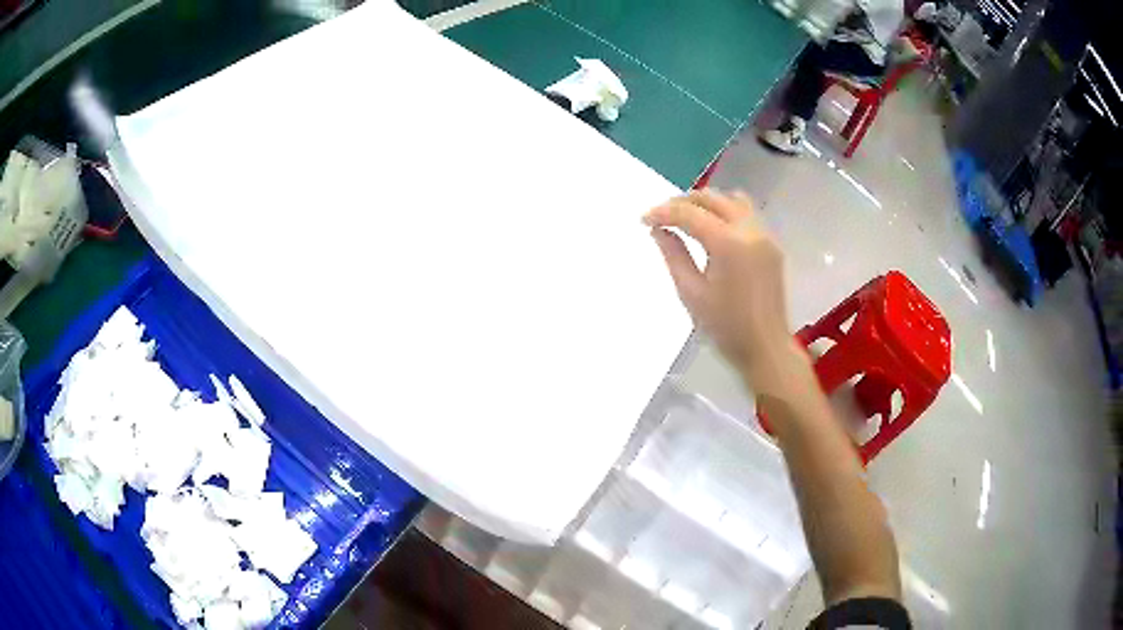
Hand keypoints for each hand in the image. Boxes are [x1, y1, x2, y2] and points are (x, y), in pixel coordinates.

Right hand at [643, 190, 804, 397]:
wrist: (765, 347)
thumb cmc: (725, 327)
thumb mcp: (691, 293)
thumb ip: (673, 255)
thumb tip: (658, 230)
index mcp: (728, 243)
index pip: (689, 214)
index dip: (663, 212)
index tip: (643, 220)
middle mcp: (749, 230)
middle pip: (711, 198)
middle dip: (682, 202)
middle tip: (661, 216)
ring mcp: (764, 235)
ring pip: (731, 200)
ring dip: (706, 203)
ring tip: (686, 217)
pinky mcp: (771, 244)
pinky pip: (746, 213)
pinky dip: (725, 212)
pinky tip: (712, 228)